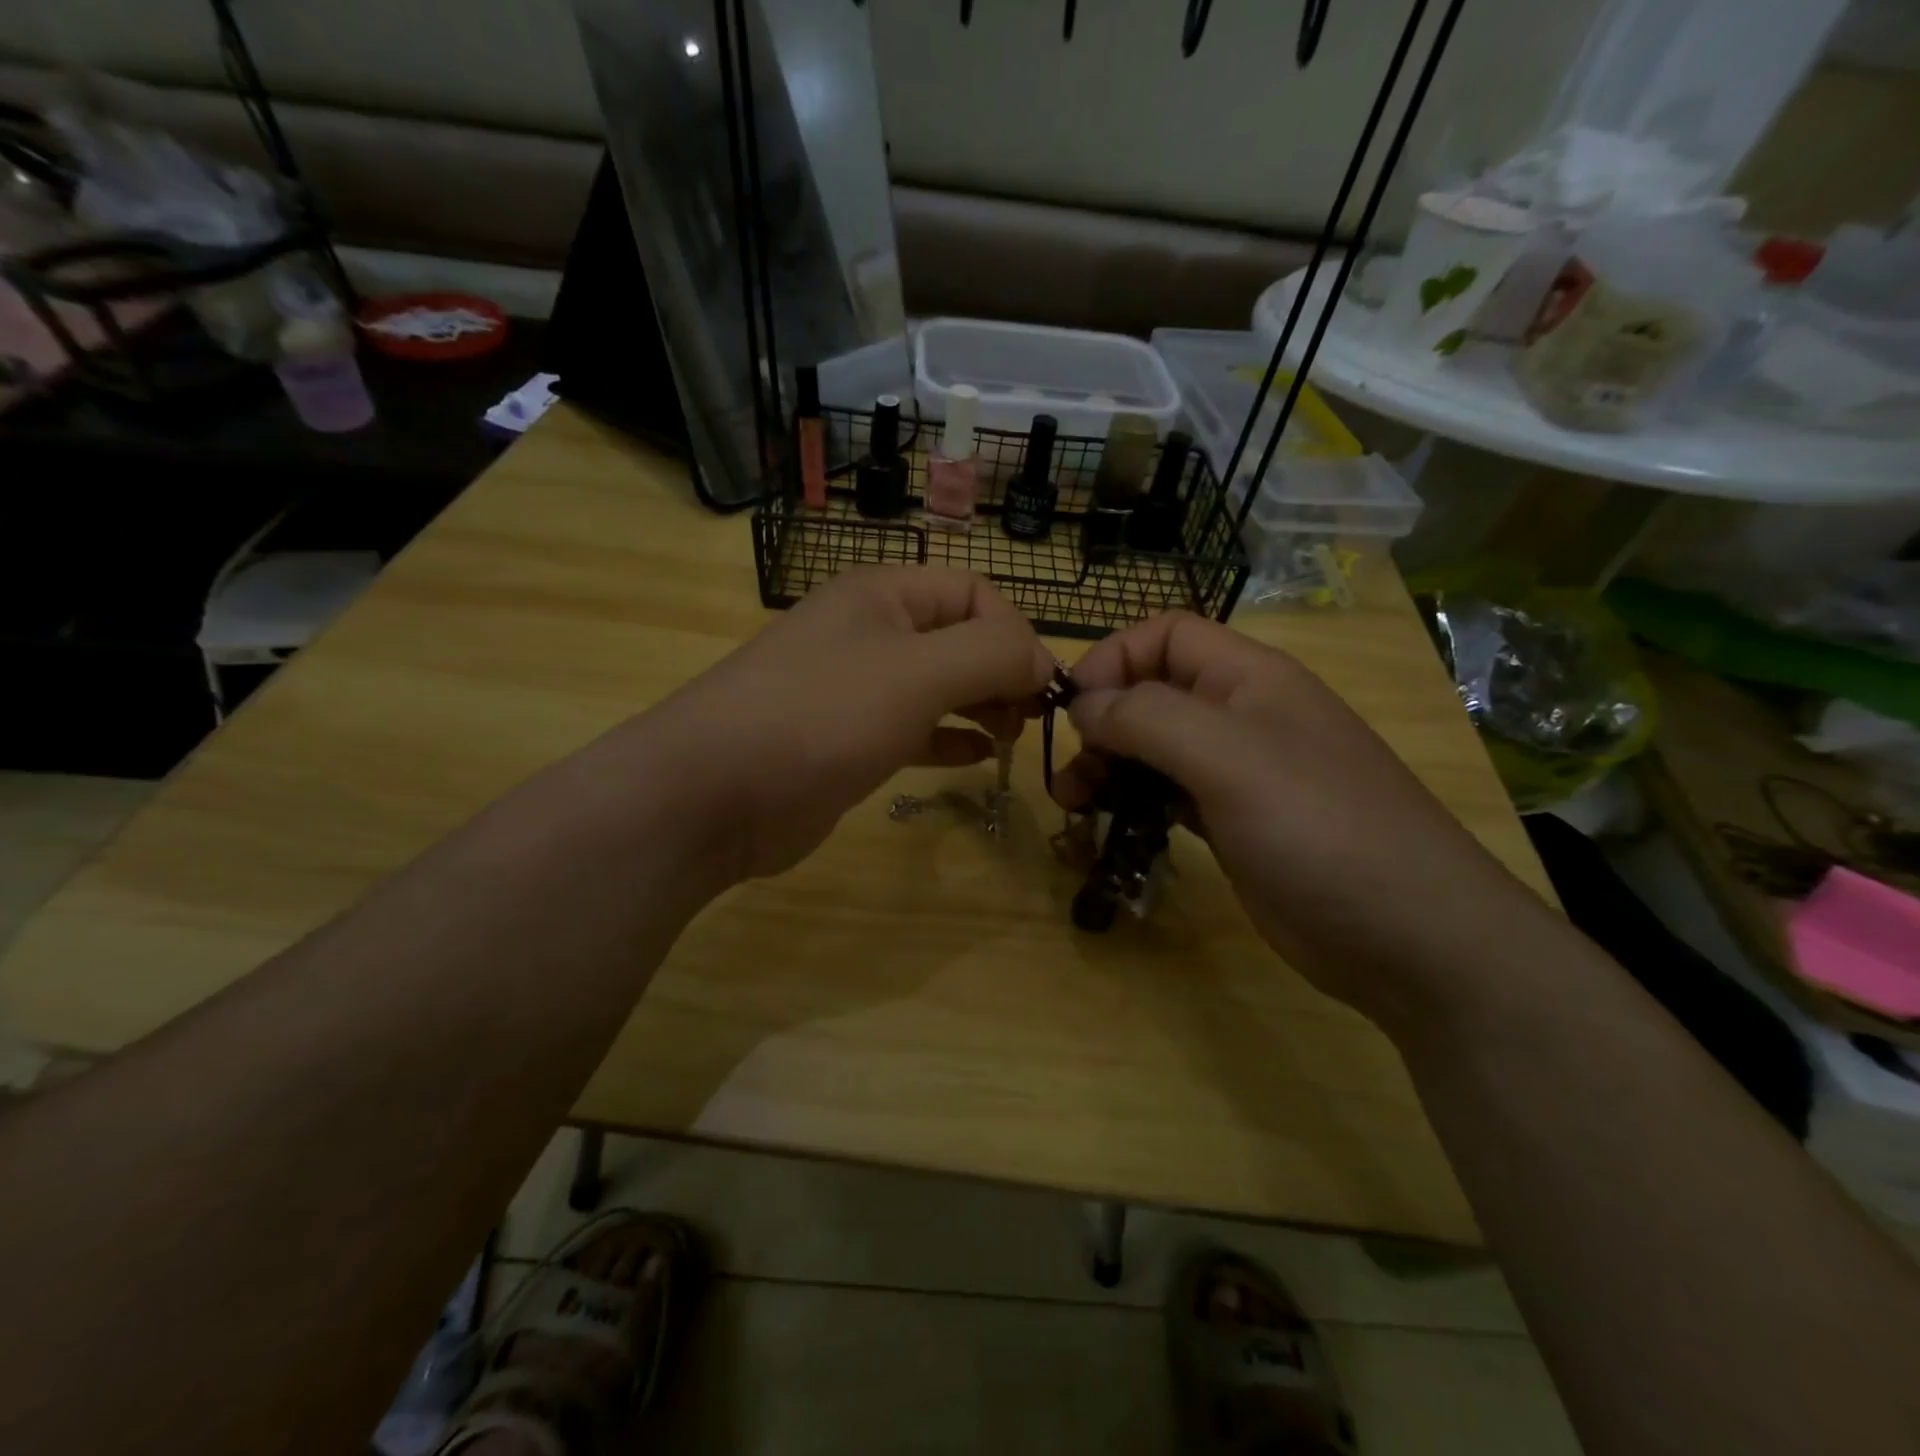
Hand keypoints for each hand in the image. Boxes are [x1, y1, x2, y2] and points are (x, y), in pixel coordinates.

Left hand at [630, 567, 1051, 883]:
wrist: (713, 794)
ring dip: (980, 704)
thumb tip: (1041, 659)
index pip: (972, 592)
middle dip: (1001, 671)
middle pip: (956, 638)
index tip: (1040, 686)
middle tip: (1031, 716)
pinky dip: (948, 738)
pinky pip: (912, 729)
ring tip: (1013, 735)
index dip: (1014, 632)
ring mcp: (853, 689)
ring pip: (936, 685)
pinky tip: (978, 757)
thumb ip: (991, 654)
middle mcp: (868, 633)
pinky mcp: (845, 742)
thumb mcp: (917, 673)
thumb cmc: (821, 717)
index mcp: (881, 596)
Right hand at [1055, 612, 1544, 1030]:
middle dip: (1102, 722)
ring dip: (1109, 767)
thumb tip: (1084, 705)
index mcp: (1249, 679)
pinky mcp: (1232, 825)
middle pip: (1153, 693)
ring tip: (1073, 804)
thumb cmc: (1320, 828)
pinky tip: (1111, 828)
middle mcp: (1241, 717)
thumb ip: (1149, 718)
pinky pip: (1168, 797)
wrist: (1409, 937)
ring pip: (1155, 750)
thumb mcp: (1230, 758)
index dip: (1114, 659)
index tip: (1074, 709)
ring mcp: (1239, 775)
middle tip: (1068, 772)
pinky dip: (1133, 803)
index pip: (1166, 636)